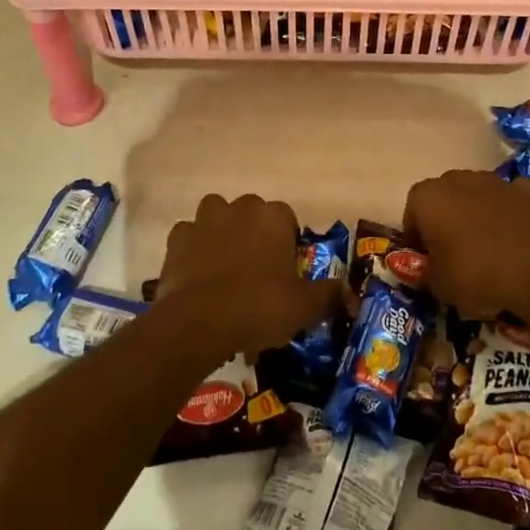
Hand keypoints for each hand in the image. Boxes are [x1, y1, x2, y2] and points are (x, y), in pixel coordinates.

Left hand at [153, 194, 341, 357]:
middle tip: (257, 270)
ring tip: (225, 264)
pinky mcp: (177, 238)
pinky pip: (188, 236)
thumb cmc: (258, 307)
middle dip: (254, 232)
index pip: (287, 217)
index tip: (286, 268)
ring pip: (216, 214)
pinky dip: (192, 248)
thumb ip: (329, 296)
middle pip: (251, 212)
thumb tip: (351, 296)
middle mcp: (240, 209)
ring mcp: (205, 220)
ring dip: (221, 231)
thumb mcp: (303, 307)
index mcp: (273, 218)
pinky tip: (197, 273)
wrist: (198, 321)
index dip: (287, 241)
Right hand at [404, 170, 529, 317]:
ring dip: (476, 211)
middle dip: (445, 218)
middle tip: (453, 250)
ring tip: (486, 244)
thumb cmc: (476, 275)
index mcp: (428, 197)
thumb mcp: (438, 286)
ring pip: (476, 193)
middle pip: (444, 196)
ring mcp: (494, 181)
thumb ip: (426, 272)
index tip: (425, 257)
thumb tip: (428, 269)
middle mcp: (457, 179)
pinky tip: (513, 235)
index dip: (416, 235)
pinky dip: (508, 211)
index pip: (412, 211)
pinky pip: (508, 198)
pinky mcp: (525, 190)